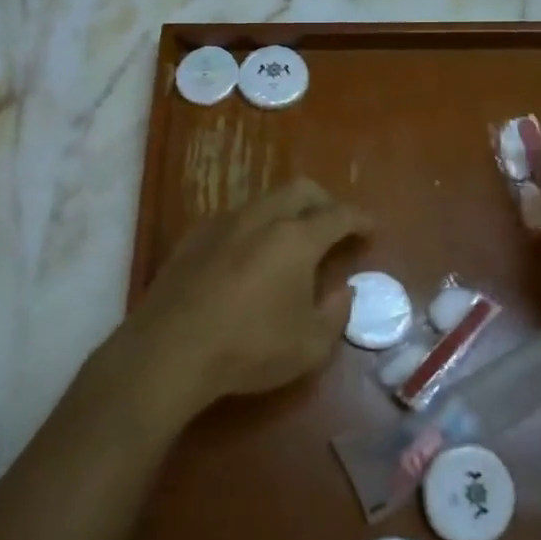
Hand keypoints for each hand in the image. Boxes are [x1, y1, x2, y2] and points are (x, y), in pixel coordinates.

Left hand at [120, 177, 369, 422]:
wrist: (169, 349)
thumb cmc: (249, 348)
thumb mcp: (310, 345)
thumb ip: (336, 313)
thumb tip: (344, 291)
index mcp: (296, 238)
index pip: (338, 215)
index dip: (360, 219)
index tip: (371, 228)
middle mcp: (261, 218)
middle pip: (300, 190)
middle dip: (324, 202)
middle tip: (333, 226)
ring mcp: (223, 223)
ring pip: (264, 200)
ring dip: (286, 212)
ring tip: (291, 242)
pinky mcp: (193, 237)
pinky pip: (234, 218)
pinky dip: (254, 227)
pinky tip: (249, 256)